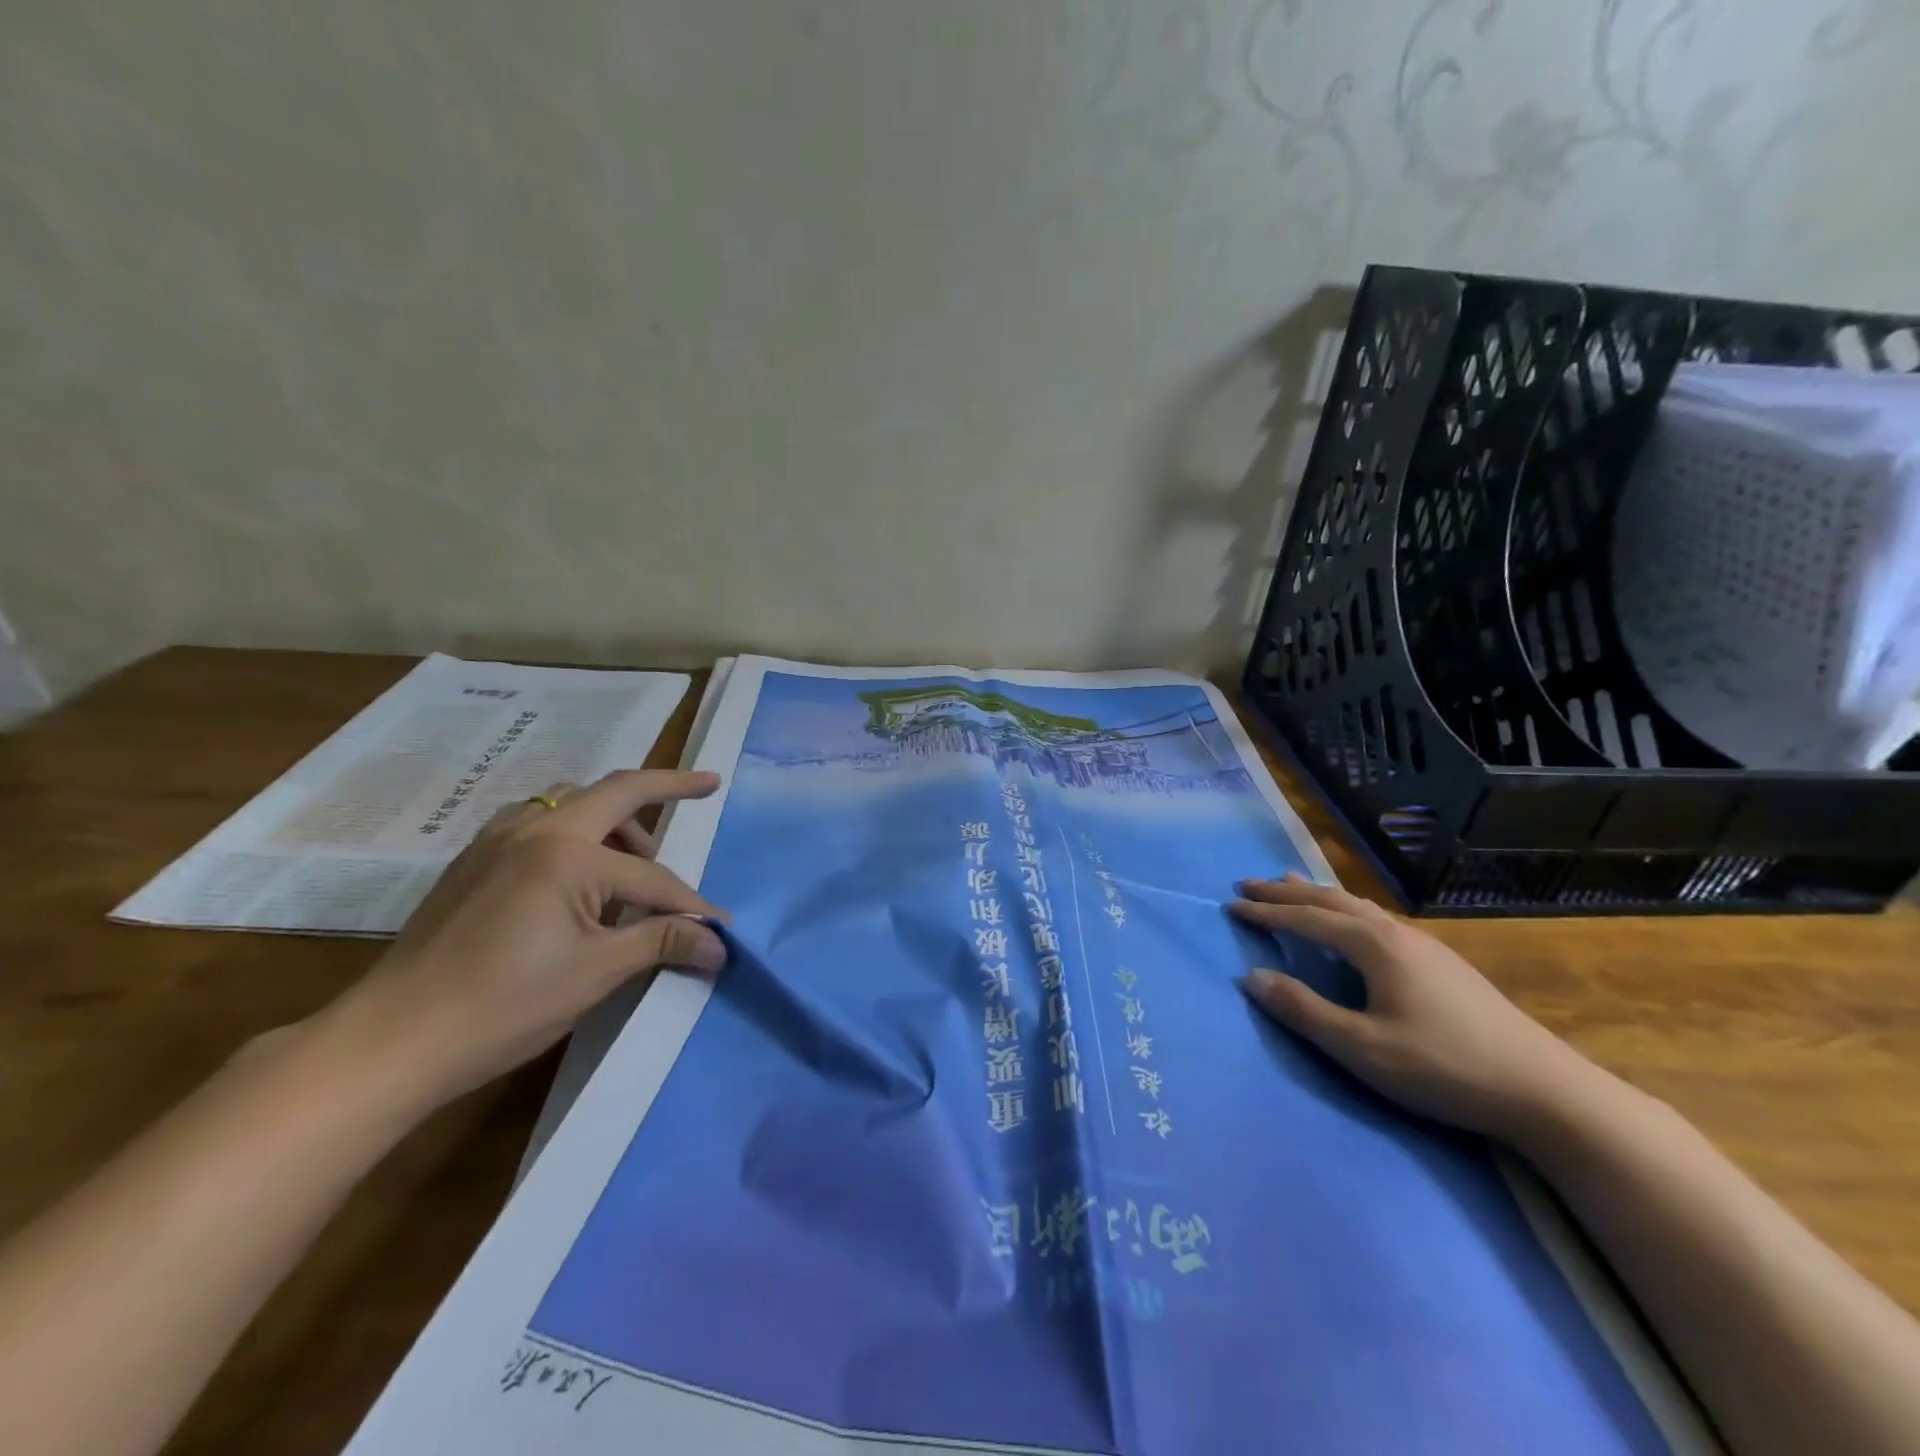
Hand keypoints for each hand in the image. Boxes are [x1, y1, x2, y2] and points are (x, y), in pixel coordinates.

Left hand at [320, 770, 730, 1112]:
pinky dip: (573, 827)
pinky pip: (537, 819)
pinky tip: (576, 870)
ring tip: (635, 856)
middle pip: (617, 789)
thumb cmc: (504, 1005)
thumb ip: (661, 942)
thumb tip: (720, 943)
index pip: (651, 876)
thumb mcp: (596, 973)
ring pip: (571, 799)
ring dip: (614, 815)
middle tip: (707, 785)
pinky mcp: (472, 860)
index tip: (719, 930)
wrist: (390, 1041)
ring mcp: (496, 839)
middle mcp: (534, 828)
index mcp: (567, 853)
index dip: (690, 906)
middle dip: (668, 785)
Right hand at [1229, 875, 1597, 1142]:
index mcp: (1373, 945)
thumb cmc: (1443, 1067)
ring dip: (1317, 893)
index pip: (1306, 918)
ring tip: (1291, 883)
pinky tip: (1352, 920)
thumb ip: (1303, 1010)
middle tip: (1250, 884)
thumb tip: (1251, 976)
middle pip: (1330, 900)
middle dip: (1286, 891)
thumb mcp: (1362, 1048)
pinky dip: (1345, 907)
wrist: (1544, 1089)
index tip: (1231, 905)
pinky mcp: (1441, 961)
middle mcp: (1395, 932)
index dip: (1267, 912)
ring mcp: (1423, 944)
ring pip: (1357, 904)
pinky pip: (1375, 917)